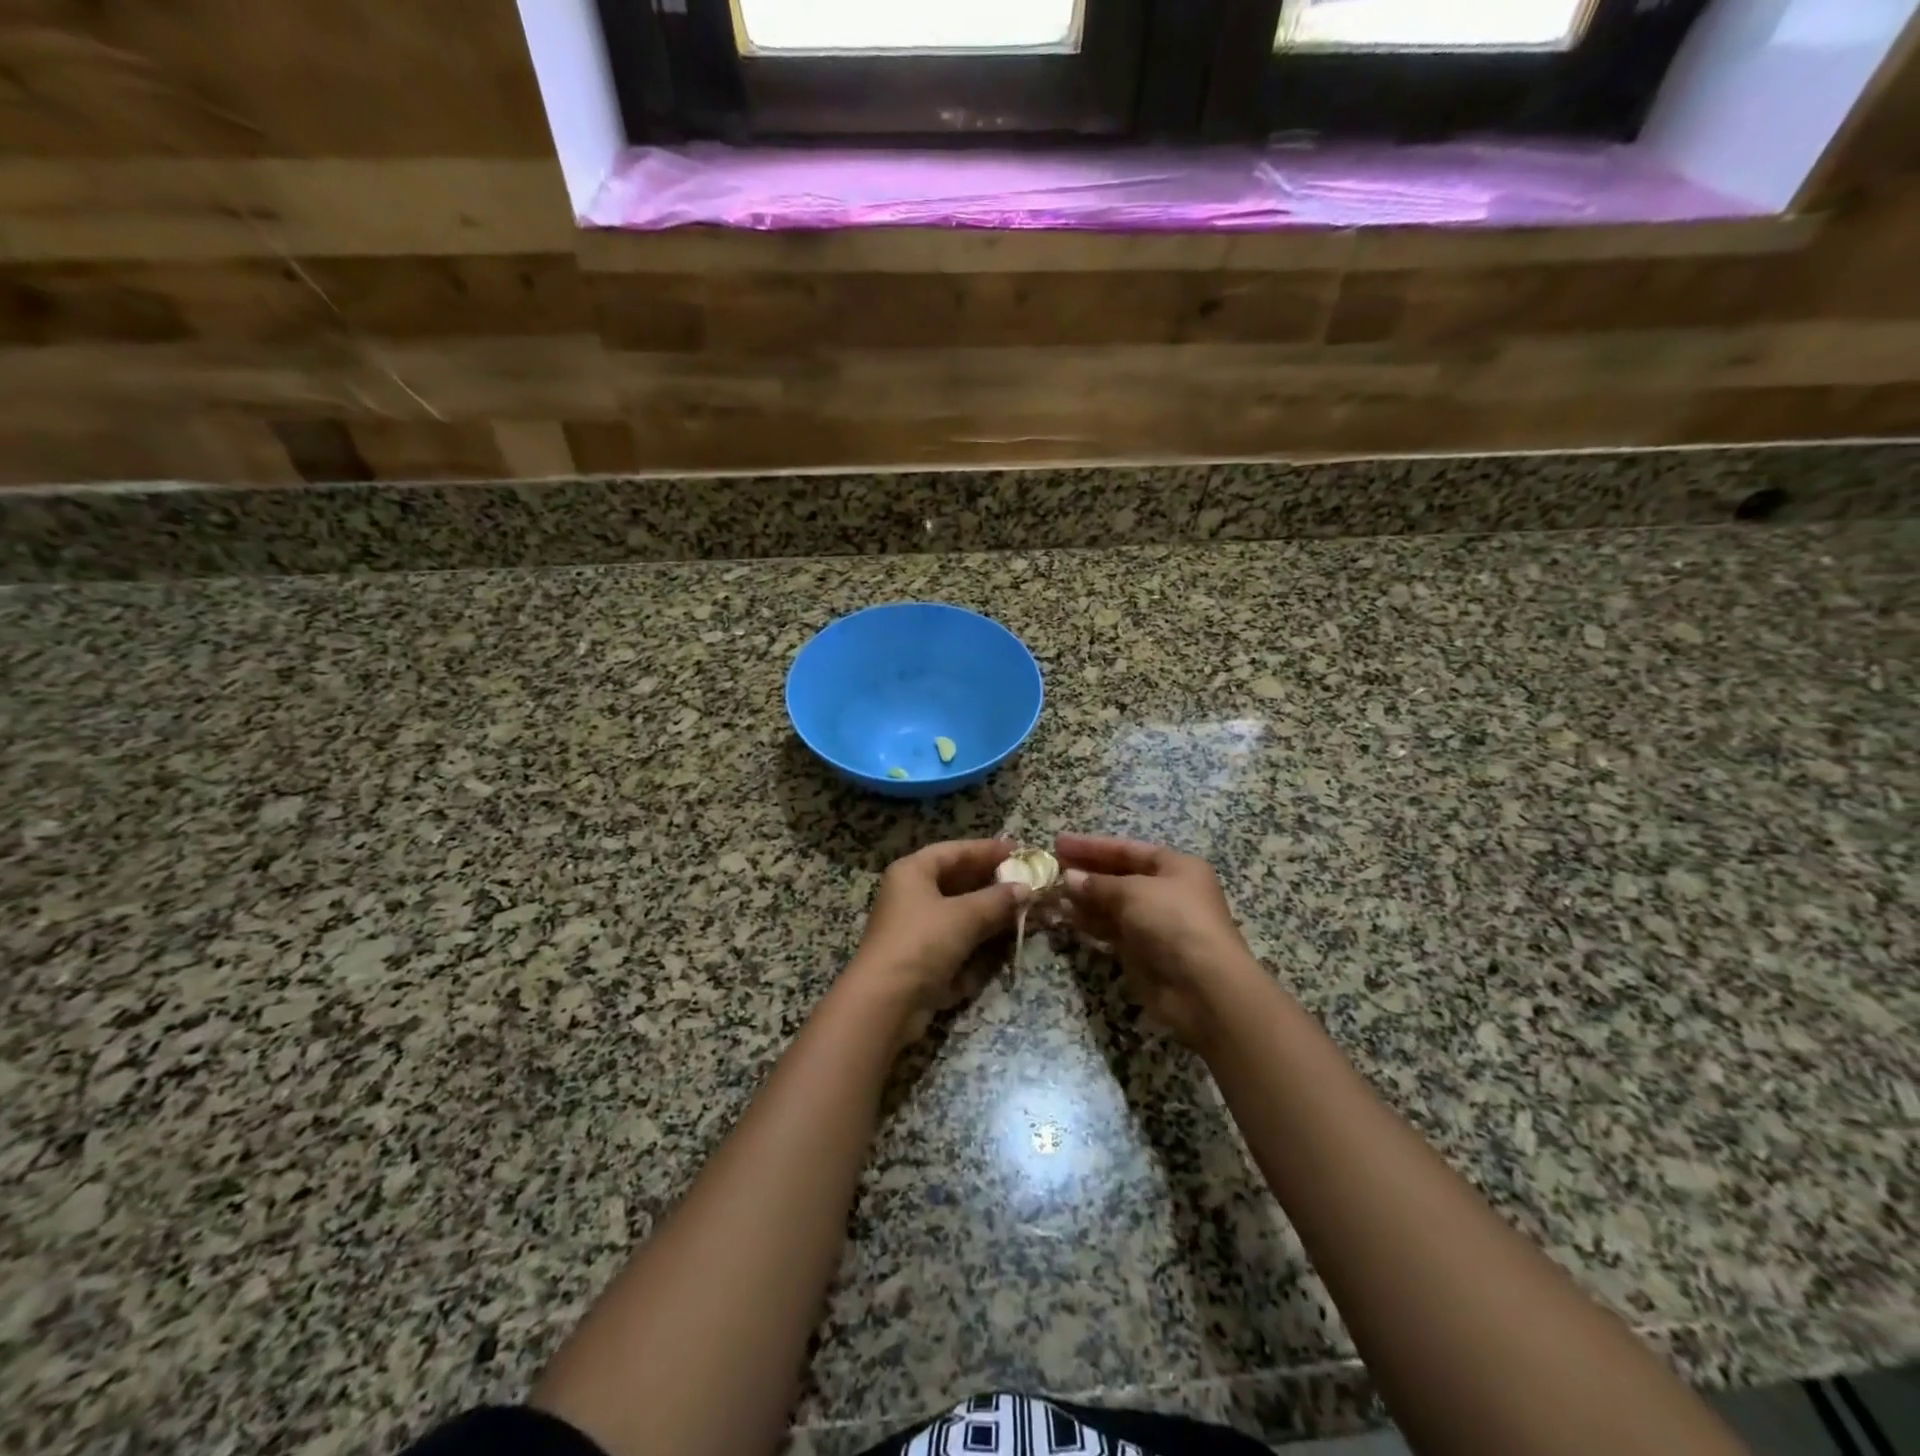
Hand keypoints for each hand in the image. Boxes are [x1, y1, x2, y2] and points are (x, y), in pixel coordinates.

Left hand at [846, 839, 1028, 1045]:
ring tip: (1025, 907)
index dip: (987, 849)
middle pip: (957, 880)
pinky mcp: (923, 956)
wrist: (886, 1002)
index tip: (1018, 850)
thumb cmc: (922, 943)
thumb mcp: (964, 916)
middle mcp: (911, 894)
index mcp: (912, 872)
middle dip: (992, 881)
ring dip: (990, 910)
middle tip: (1026, 880)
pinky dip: (979, 934)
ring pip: (959, 910)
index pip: (954, 851)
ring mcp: (916, 927)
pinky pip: (957, 936)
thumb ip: (997, 899)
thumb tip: (1026, 888)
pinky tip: (1006, 936)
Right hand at [1055, 834, 1261, 1048]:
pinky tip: (1066, 916)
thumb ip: (1098, 884)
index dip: (1093, 846)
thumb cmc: (1174, 921)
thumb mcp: (1134, 892)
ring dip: (1083, 897)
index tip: (1060, 843)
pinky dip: (1090, 921)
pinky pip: (1110, 929)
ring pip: (1112, 904)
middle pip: (1119, 876)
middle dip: (1086, 871)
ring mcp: (1154, 922)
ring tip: (1052, 892)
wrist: (1202, 985)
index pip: (1128, 849)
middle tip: (1052, 866)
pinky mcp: (1142, 951)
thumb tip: (1069, 877)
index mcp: (1175, 867)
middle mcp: (1166, 891)